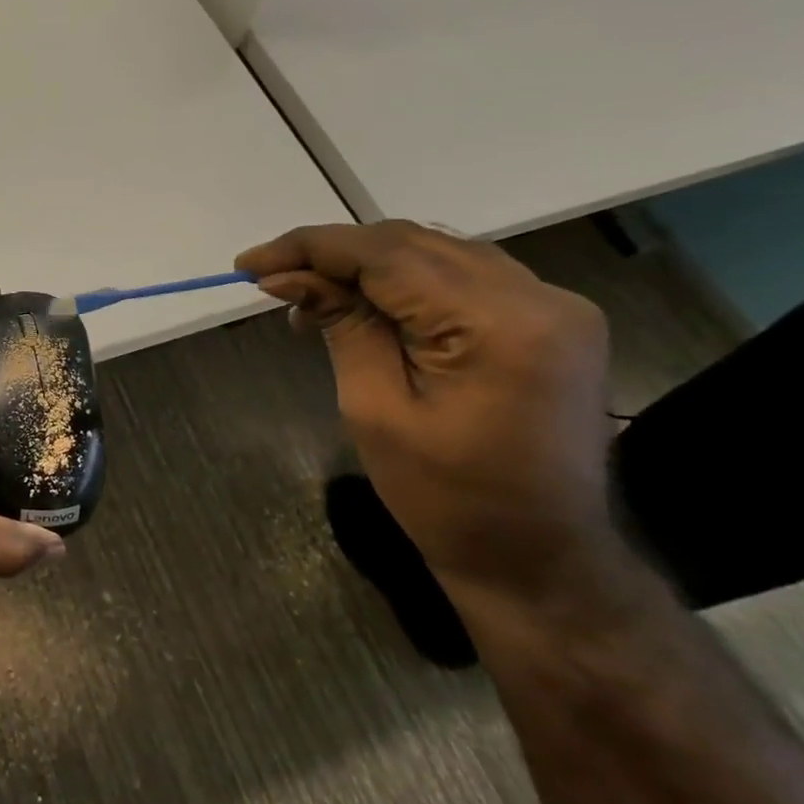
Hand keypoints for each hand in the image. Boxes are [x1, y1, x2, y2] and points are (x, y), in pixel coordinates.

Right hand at [237, 222, 615, 600]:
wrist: (539, 560)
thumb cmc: (446, 500)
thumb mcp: (375, 410)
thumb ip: (341, 326)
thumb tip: (289, 277)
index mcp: (499, 325)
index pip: (388, 255)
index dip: (310, 248)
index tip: (248, 263)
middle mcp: (540, 298)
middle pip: (414, 243)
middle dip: (333, 253)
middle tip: (270, 278)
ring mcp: (555, 307)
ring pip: (437, 252)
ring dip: (366, 264)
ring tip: (307, 293)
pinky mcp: (551, 322)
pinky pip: (463, 277)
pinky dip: (405, 281)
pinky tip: (363, 303)